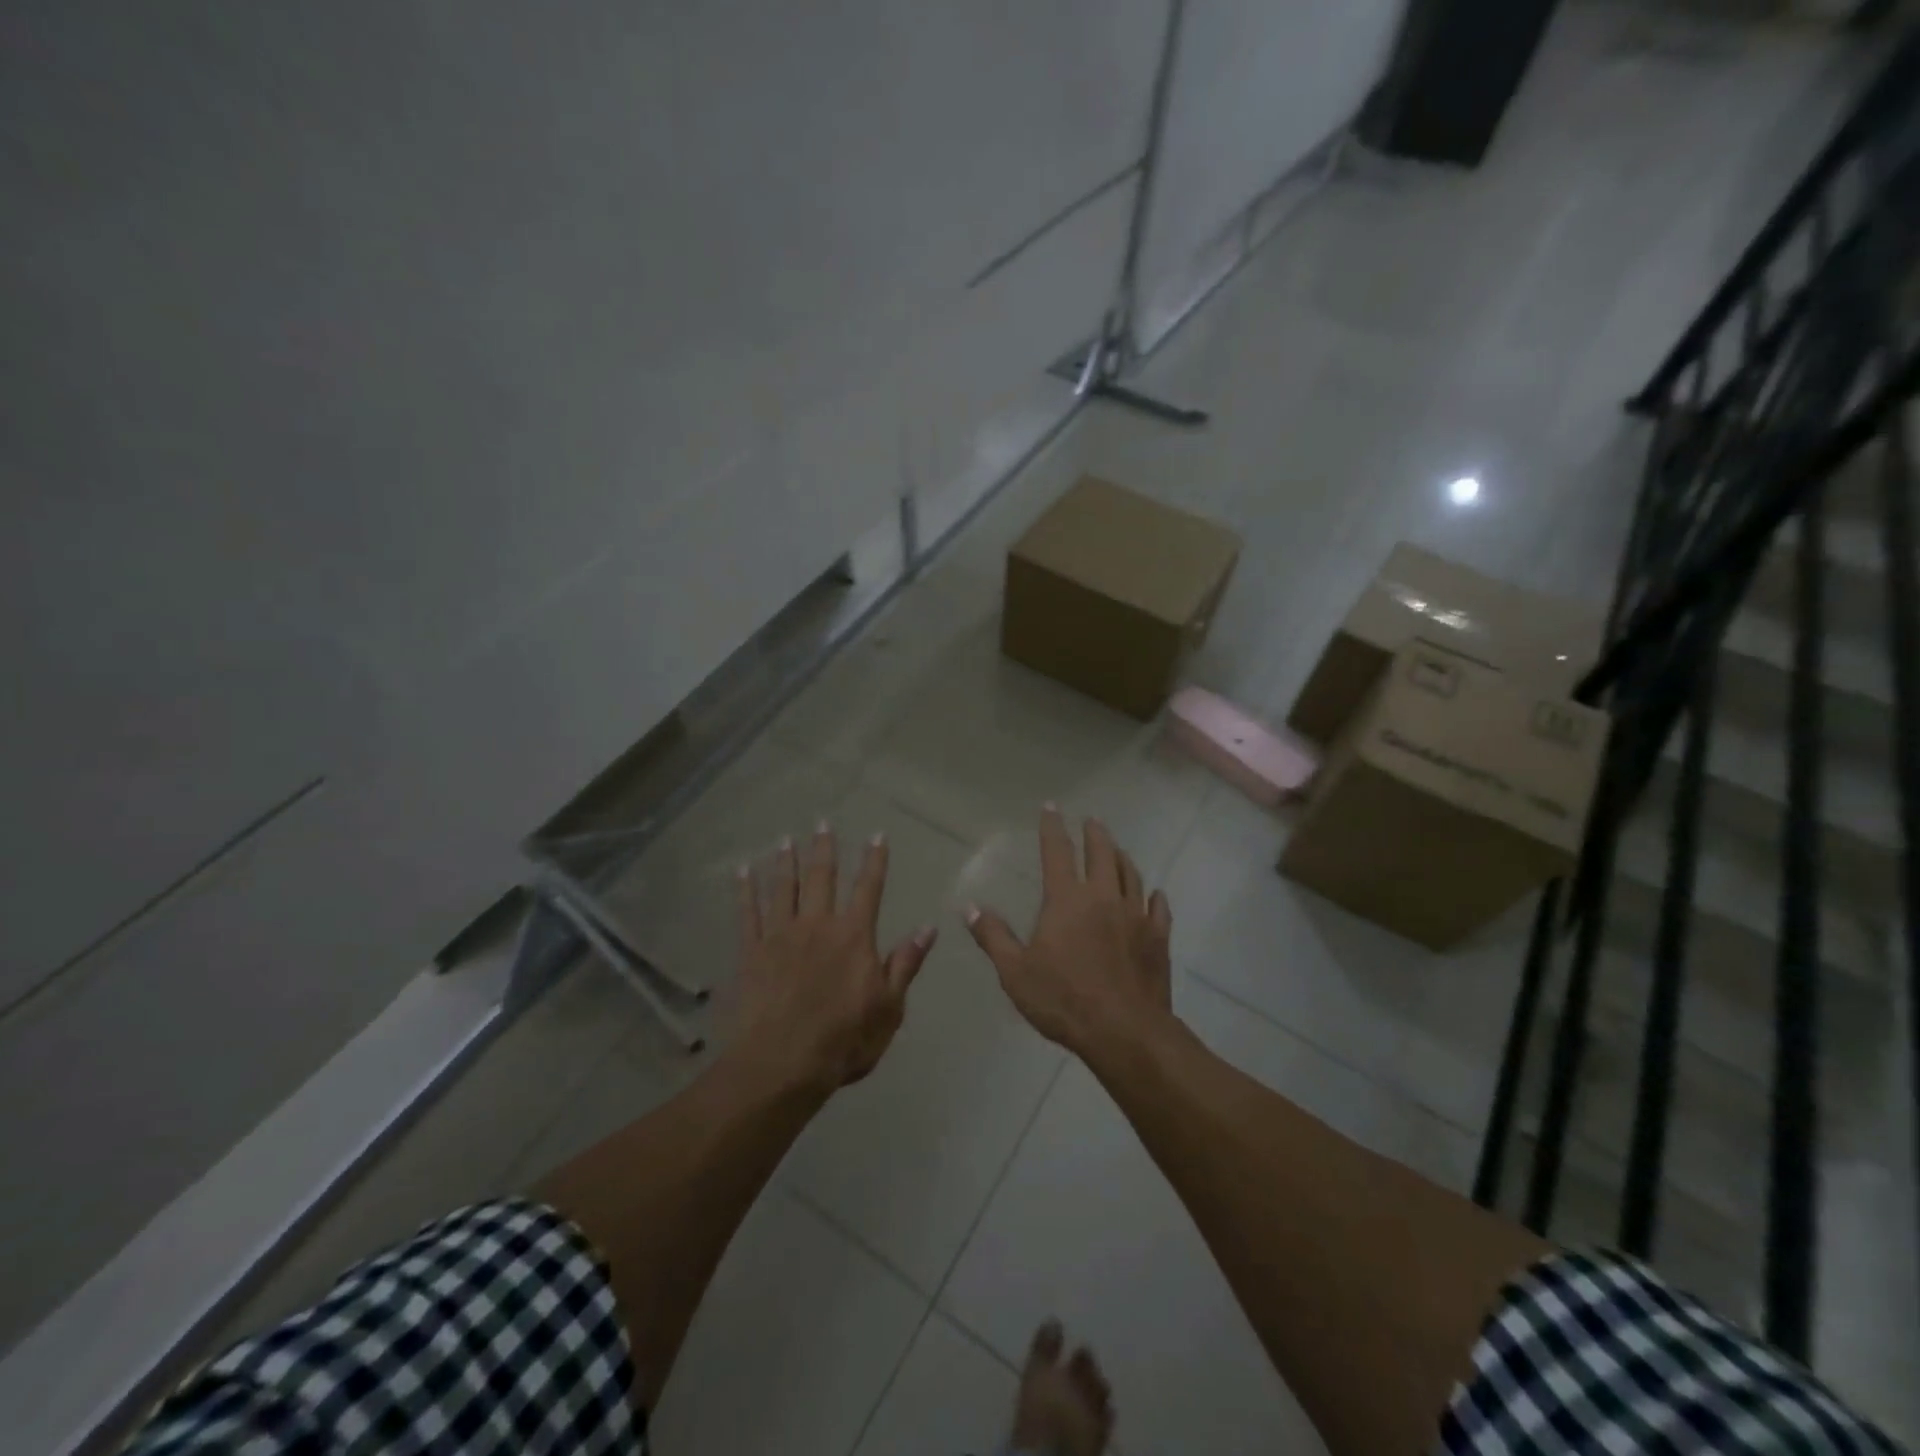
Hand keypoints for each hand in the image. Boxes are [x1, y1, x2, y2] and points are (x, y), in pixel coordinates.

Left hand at [734, 823, 934, 1094]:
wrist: (782, 1064)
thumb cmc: (844, 1040)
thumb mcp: (889, 1007)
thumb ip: (905, 964)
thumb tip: (928, 928)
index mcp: (853, 936)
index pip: (869, 888)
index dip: (874, 860)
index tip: (877, 835)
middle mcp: (818, 925)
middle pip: (822, 877)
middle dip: (824, 848)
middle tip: (822, 822)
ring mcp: (781, 935)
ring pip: (784, 888)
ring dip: (787, 862)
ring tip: (786, 840)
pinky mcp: (751, 952)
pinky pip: (748, 912)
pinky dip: (745, 890)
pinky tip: (743, 871)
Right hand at [965, 806, 1173, 1058]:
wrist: (1123, 1031)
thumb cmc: (1063, 999)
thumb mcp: (1015, 971)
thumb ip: (993, 936)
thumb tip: (969, 907)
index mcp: (1066, 900)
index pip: (1057, 852)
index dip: (1052, 828)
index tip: (1051, 807)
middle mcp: (1102, 897)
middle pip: (1101, 854)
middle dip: (1095, 834)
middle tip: (1092, 821)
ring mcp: (1135, 916)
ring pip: (1131, 875)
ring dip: (1122, 857)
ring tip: (1118, 848)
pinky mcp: (1158, 938)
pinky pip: (1158, 909)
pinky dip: (1154, 897)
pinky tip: (1155, 894)